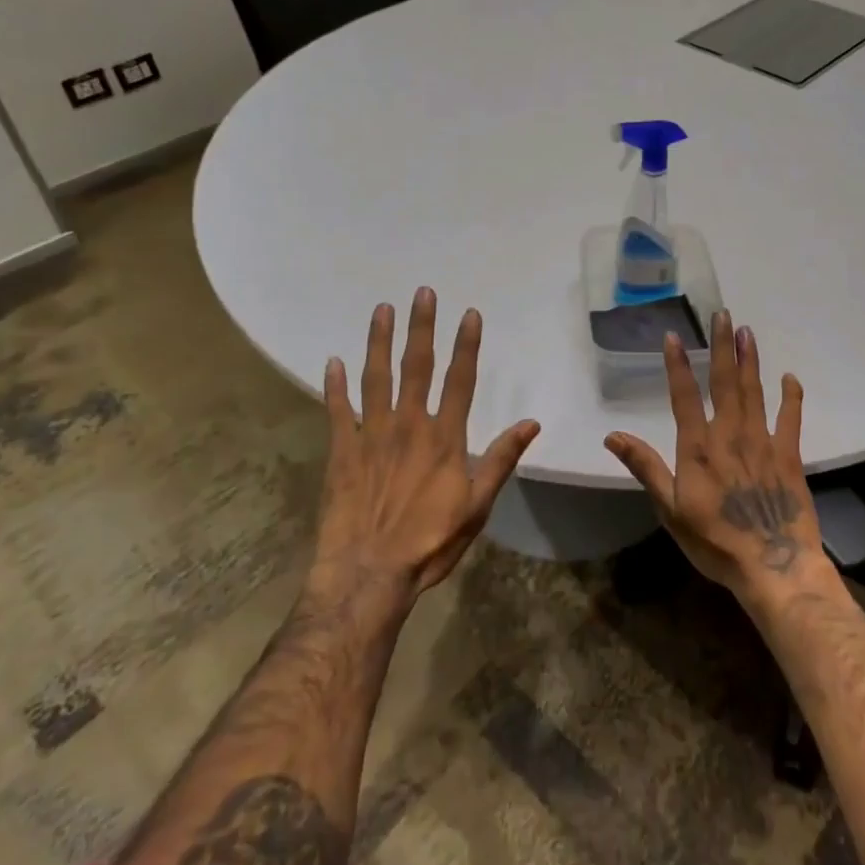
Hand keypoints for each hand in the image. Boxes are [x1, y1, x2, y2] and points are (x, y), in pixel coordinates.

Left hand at [313, 288, 539, 603]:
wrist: (370, 572)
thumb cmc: (430, 542)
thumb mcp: (478, 505)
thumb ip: (501, 459)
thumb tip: (531, 423)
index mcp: (444, 437)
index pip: (460, 380)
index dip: (466, 345)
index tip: (469, 314)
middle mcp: (408, 424)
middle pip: (417, 366)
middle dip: (421, 327)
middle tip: (422, 292)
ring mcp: (371, 434)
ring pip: (376, 377)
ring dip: (379, 341)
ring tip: (382, 310)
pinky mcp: (342, 450)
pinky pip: (337, 409)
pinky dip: (335, 385)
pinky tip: (332, 361)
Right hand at [605, 310, 822, 596]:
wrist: (773, 565)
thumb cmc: (714, 541)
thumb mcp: (669, 509)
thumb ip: (645, 467)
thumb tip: (612, 436)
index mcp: (698, 447)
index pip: (684, 396)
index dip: (677, 365)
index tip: (674, 336)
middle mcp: (730, 434)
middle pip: (724, 382)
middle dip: (722, 347)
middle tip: (724, 315)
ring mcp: (762, 442)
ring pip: (754, 391)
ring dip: (750, 360)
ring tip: (747, 332)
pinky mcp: (789, 455)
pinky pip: (791, 418)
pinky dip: (791, 396)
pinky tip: (789, 376)